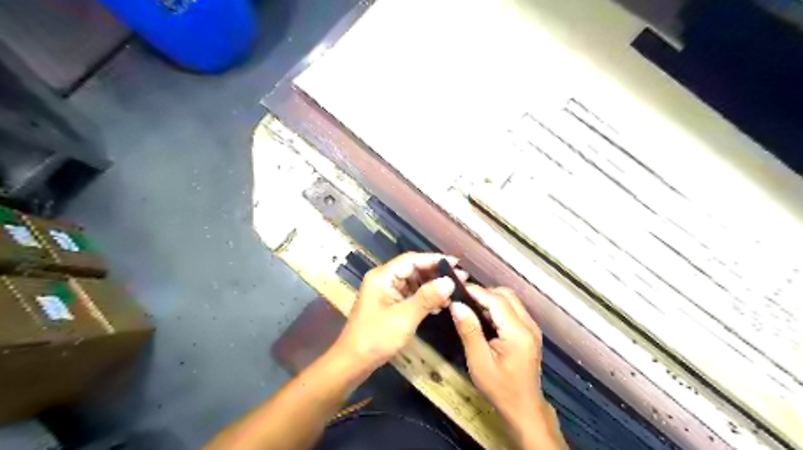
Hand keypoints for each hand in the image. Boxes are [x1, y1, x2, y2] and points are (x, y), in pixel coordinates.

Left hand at [335, 252, 471, 371]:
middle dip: (436, 274)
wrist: (353, 362)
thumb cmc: (376, 338)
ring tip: (454, 292)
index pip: (412, 260)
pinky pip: (410, 295)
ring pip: (413, 282)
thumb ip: (427, 298)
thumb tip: (449, 282)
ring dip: (432, 286)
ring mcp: (386, 292)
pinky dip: (424, 298)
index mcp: (383, 276)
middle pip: (413, 269)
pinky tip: (440, 305)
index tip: (456, 264)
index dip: (434, 260)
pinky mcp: (389, 304)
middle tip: (460, 278)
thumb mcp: (404, 318)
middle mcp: (384, 279)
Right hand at [450, 286, 542, 422]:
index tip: (455, 289)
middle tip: (462, 300)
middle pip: (506, 295)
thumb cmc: (500, 388)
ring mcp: (532, 327)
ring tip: (470, 308)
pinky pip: (513, 309)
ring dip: (491, 299)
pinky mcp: (530, 332)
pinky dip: (497, 308)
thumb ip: (469, 330)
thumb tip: (456, 304)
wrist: (523, 409)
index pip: (496, 300)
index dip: (476, 291)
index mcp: (518, 332)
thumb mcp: (479, 361)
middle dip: (484, 293)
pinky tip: (483, 318)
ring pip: (511, 300)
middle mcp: (529, 325)